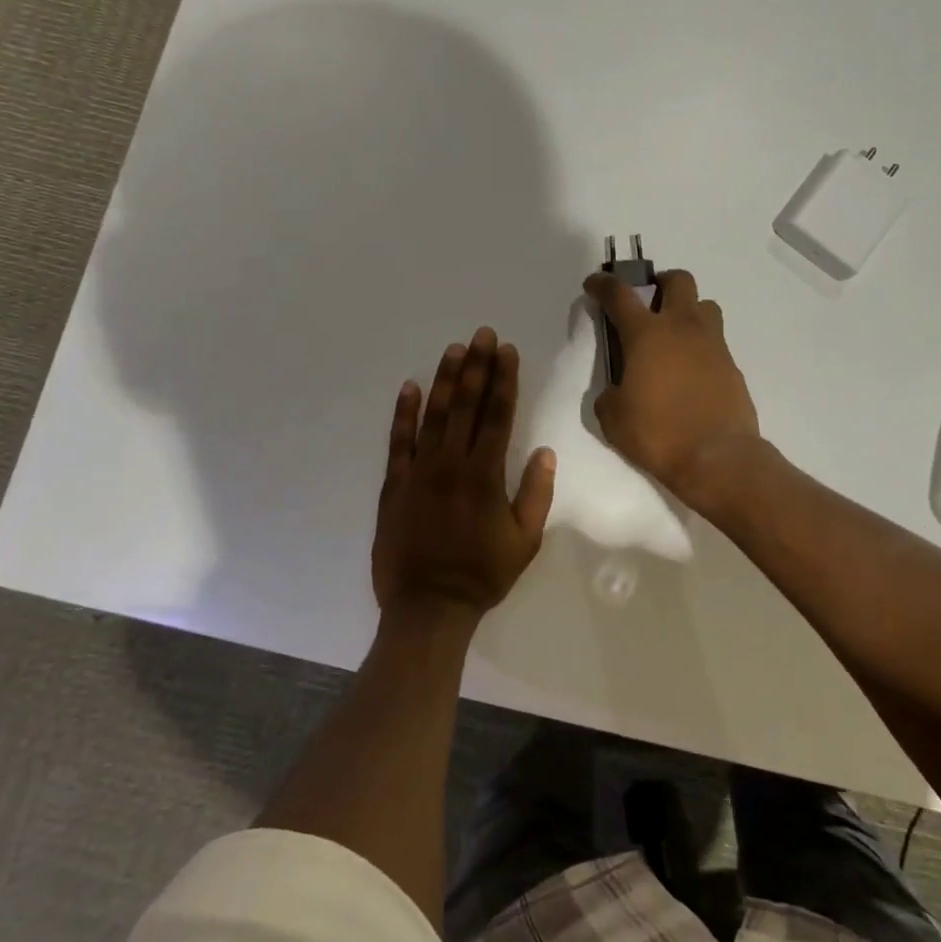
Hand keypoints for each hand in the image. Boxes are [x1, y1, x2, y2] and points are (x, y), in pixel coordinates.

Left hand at [371, 327, 556, 626]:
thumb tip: (545, 452)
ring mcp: (419, 472)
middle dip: (476, 366)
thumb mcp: (525, 541)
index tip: (507, 351)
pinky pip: (398, 442)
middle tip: (481, 334)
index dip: (503, 380)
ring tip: (453, 349)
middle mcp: (452, 464)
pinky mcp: (395, 484)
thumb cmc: (482, 575)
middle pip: (466, 405)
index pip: (497, 415)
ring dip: (444, 380)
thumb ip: (536, 494)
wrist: (428, 607)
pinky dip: (403, 414)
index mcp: (485, 475)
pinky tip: (409, 387)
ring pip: (433, 415)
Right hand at [584, 269, 761, 509]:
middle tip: (648, 301)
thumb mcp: (613, 418)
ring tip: (674, 334)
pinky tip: (691, 370)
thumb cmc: (658, 434)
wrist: (718, 457)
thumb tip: (616, 391)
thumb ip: (609, 395)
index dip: (603, 284)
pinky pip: (716, 339)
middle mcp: (682, 328)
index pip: (620, 295)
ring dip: (688, 309)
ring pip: (705, 305)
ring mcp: (712, 343)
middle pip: (678, 280)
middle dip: (660, 282)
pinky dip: (701, 344)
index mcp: (647, 334)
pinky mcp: (732, 364)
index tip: (595, 284)